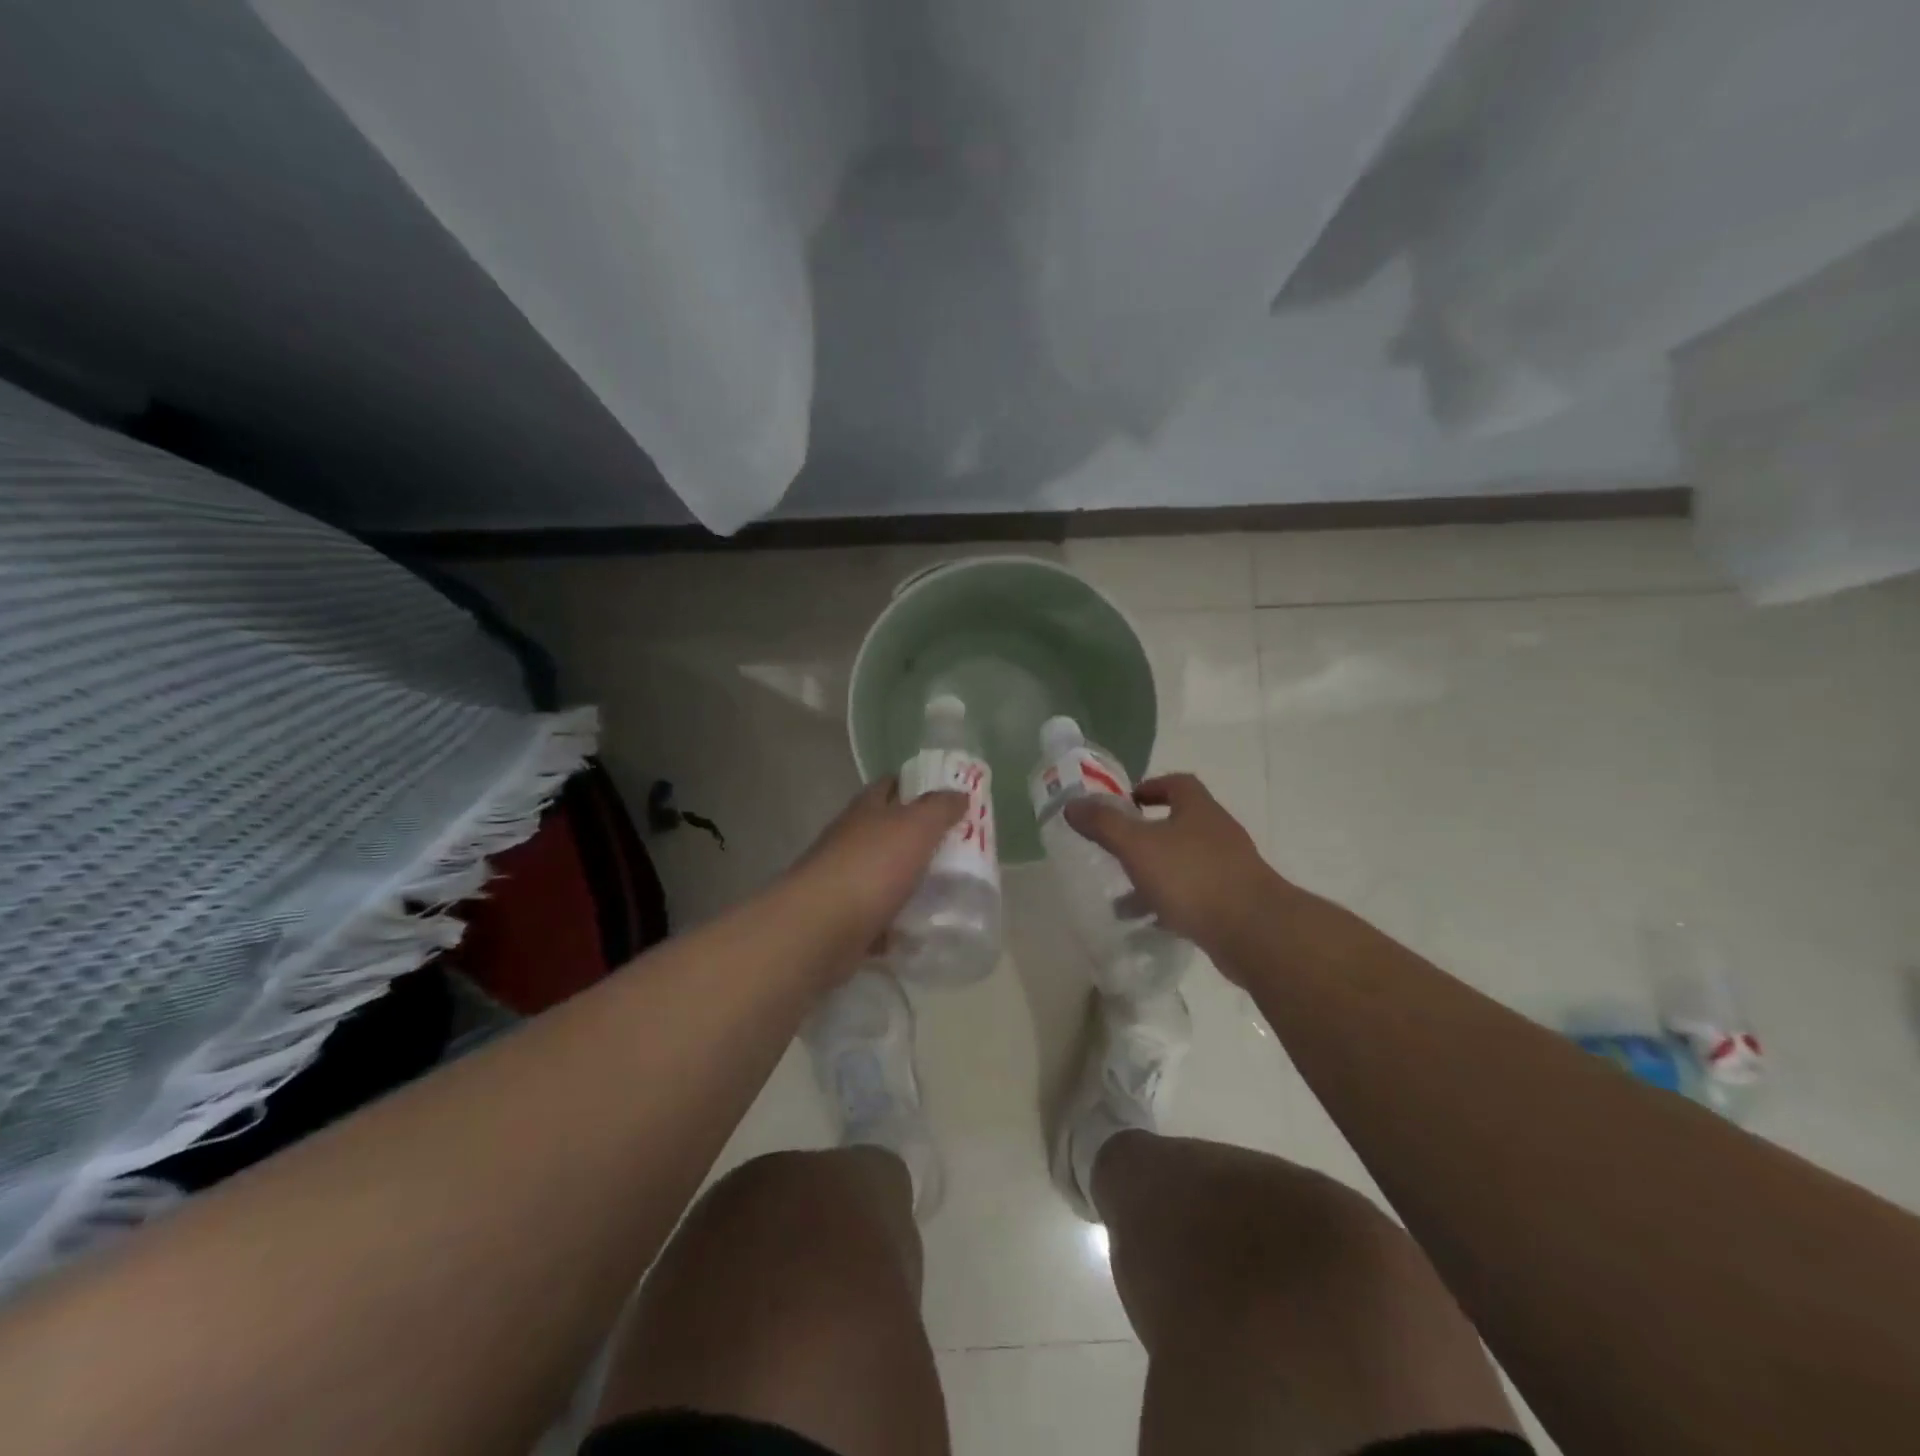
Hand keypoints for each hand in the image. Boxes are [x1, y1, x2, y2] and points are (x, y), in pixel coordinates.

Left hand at [783, 778, 966, 971]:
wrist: (820, 929)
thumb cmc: (871, 867)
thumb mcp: (916, 826)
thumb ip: (939, 808)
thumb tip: (959, 793)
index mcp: (867, 810)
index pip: (891, 785)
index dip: (917, 786)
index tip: (949, 797)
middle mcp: (851, 839)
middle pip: (889, 831)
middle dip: (920, 837)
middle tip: (960, 847)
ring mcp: (845, 880)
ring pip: (885, 873)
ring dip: (910, 880)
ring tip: (950, 890)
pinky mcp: (845, 918)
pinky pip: (879, 915)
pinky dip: (898, 921)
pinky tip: (922, 928)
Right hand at [1063, 773, 1277, 958]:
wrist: (1254, 932)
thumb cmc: (1193, 877)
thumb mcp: (1138, 846)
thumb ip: (1104, 824)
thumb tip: (1073, 804)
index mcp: (1198, 810)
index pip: (1177, 784)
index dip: (1151, 788)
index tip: (1126, 803)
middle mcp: (1217, 833)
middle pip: (1179, 824)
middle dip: (1146, 836)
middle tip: (1117, 850)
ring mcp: (1229, 869)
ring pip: (1183, 863)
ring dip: (1154, 874)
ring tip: (1122, 897)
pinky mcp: (1233, 903)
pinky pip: (1194, 894)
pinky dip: (1170, 902)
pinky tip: (1150, 921)